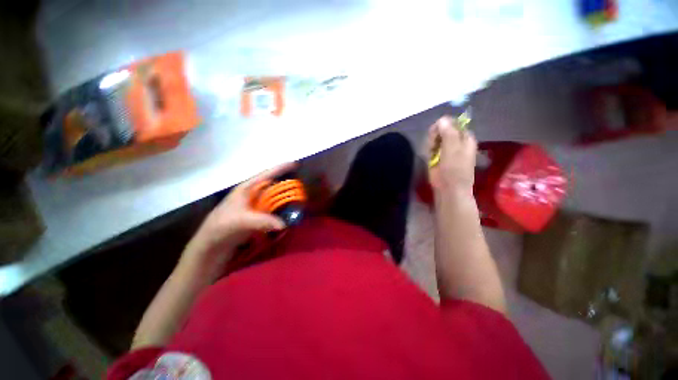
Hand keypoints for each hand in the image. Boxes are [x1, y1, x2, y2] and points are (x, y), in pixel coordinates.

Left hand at [184, 162, 295, 264]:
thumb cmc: (222, 227)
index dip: (281, 168)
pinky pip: (273, 210)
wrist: (212, 245)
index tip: (295, 164)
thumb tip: (284, 224)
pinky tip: (290, 212)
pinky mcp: (257, 216)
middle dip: (286, 184)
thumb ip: (262, 221)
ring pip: (274, 198)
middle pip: (273, 185)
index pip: (266, 175)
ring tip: (299, 197)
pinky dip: (282, 209)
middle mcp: (252, 195)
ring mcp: (255, 206)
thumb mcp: (241, 221)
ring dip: (285, 197)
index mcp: (246, 189)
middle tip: (301, 185)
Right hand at [427, 116, 476, 194]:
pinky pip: (431, 147)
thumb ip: (448, 133)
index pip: (452, 123)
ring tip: (431, 153)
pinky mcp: (437, 156)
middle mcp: (456, 141)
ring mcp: (446, 149)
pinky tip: (430, 157)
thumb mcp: (452, 149)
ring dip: (430, 144)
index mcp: (464, 137)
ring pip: (434, 138)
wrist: (448, 188)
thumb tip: (442, 119)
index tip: (436, 133)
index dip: (442, 126)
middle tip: (433, 145)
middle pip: (442, 129)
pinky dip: (428, 150)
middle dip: (435, 135)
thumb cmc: (454, 169)